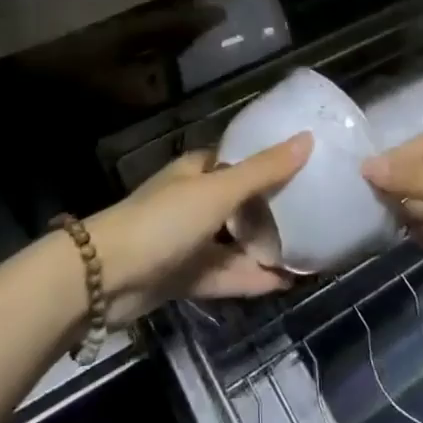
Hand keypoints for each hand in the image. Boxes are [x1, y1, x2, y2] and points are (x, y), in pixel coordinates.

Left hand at [86, 133, 311, 326]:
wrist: (105, 277)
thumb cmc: (164, 220)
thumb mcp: (218, 191)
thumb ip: (264, 171)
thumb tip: (308, 138)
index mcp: (199, 171)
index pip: (241, 161)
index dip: (271, 163)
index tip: (307, 168)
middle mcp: (195, 201)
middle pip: (242, 203)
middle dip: (274, 210)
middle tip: (317, 214)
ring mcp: (189, 241)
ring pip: (235, 242)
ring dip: (265, 248)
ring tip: (309, 253)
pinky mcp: (185, 276)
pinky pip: (226, 273)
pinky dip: (251, 277)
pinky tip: (284, 283)